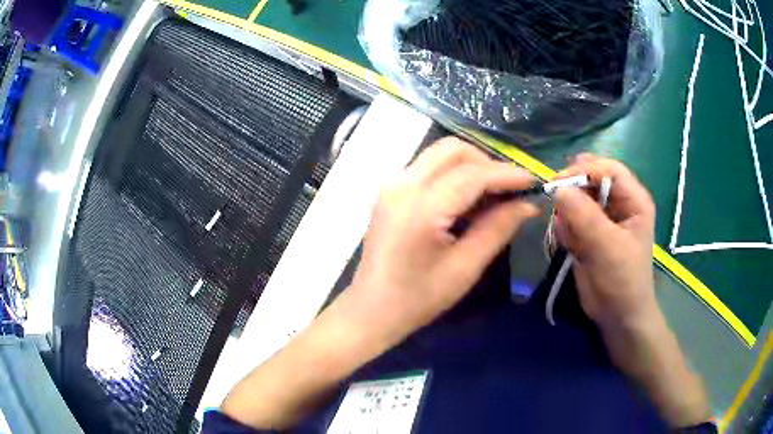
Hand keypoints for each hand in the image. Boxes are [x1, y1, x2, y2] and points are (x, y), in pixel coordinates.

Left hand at [221, 138, 538, 429]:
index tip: (535, 181)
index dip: (508, 174)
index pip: (473, 174)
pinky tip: (469, 199)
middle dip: (488, 163)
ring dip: (471, 166)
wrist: (371, 310)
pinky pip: (429, 168)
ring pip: (440, 155)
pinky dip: (454, 174)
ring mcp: (392, 184)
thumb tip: (528, 204)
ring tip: (495, 195)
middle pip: (453, 150)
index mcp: (420, 207)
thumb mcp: (464, 268)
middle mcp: (402, 184)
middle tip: (512, 190)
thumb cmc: (417, 299)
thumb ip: (498, 229)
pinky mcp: (391, 191)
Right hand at [553, 154, 657, 330]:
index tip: (560, 182)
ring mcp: (601, 219)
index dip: (586, 170)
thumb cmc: (623, 280)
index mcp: (633, 200)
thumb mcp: (608, 247)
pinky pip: (569, 220)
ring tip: (572, 240)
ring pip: (576, 200)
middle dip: (573, 193)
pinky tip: (571, 248)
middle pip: (590, 181)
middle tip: (559, 207)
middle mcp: (618, 204)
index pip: (609, 169)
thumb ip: (585, 216)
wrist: (617, 316)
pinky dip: (565, 231)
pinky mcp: (587, 234)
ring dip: (568, 217)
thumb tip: (558, 189)